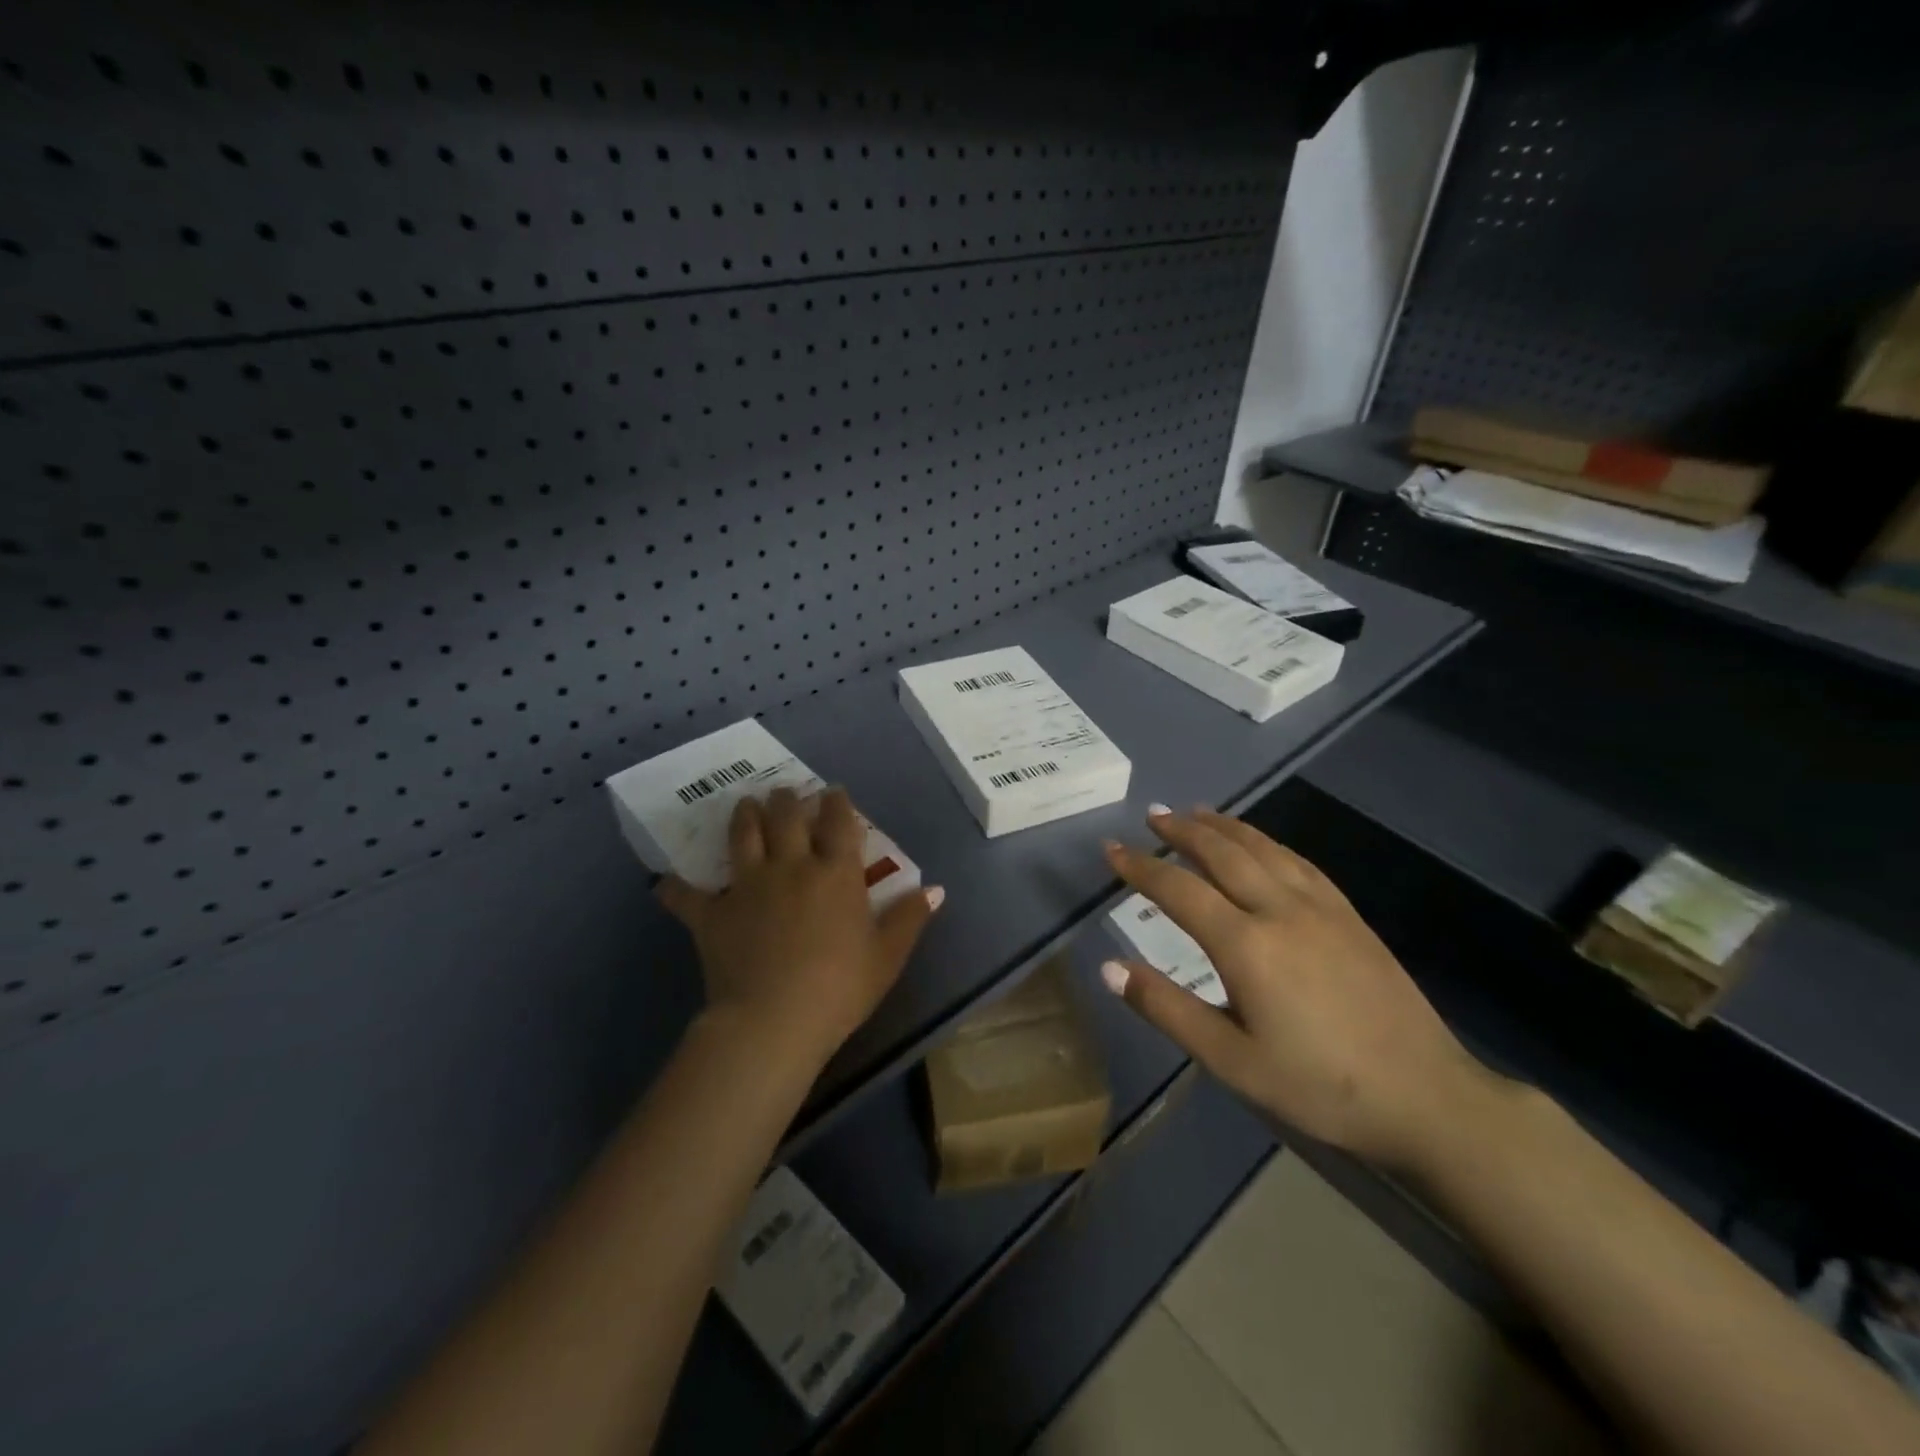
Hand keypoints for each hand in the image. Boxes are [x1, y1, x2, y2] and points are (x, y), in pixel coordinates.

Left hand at [658, 787, 942, 1068]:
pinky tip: (667, 881)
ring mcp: (747, 885)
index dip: (836, 802)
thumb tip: (936, 889)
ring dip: (743, 815)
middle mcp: (790, 866)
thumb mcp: (887, 956)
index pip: (838, 821)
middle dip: (786, 799)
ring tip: (744, 805)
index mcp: (835, 872)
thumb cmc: (839, 988)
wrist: (773, 1021)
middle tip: (784, 793)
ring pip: (742, 835)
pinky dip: (675, 886)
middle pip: (786, 816)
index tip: (833, 792)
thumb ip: (910, 918)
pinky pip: (686, 894)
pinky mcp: (712, 914)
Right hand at [1101, 805, 1494, 1171]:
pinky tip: (1260, 844)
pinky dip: (1267, 842)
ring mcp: (1320, 907)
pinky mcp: (1349, 914)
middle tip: (1152, 815)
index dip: (1140, 867)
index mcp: (1246, 945)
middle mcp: (1279, 910)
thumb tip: (1110, 967)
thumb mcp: (1232, 1061)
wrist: (1427, 1097)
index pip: (1178, 890)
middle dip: (1181, 831)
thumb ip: (1167, 1009)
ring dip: (1223, 826)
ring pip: (1262, 848)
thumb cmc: (1320, 1086)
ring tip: (1195, 813)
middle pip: (1222, 853)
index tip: (1111, 850)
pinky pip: (1298, 861)